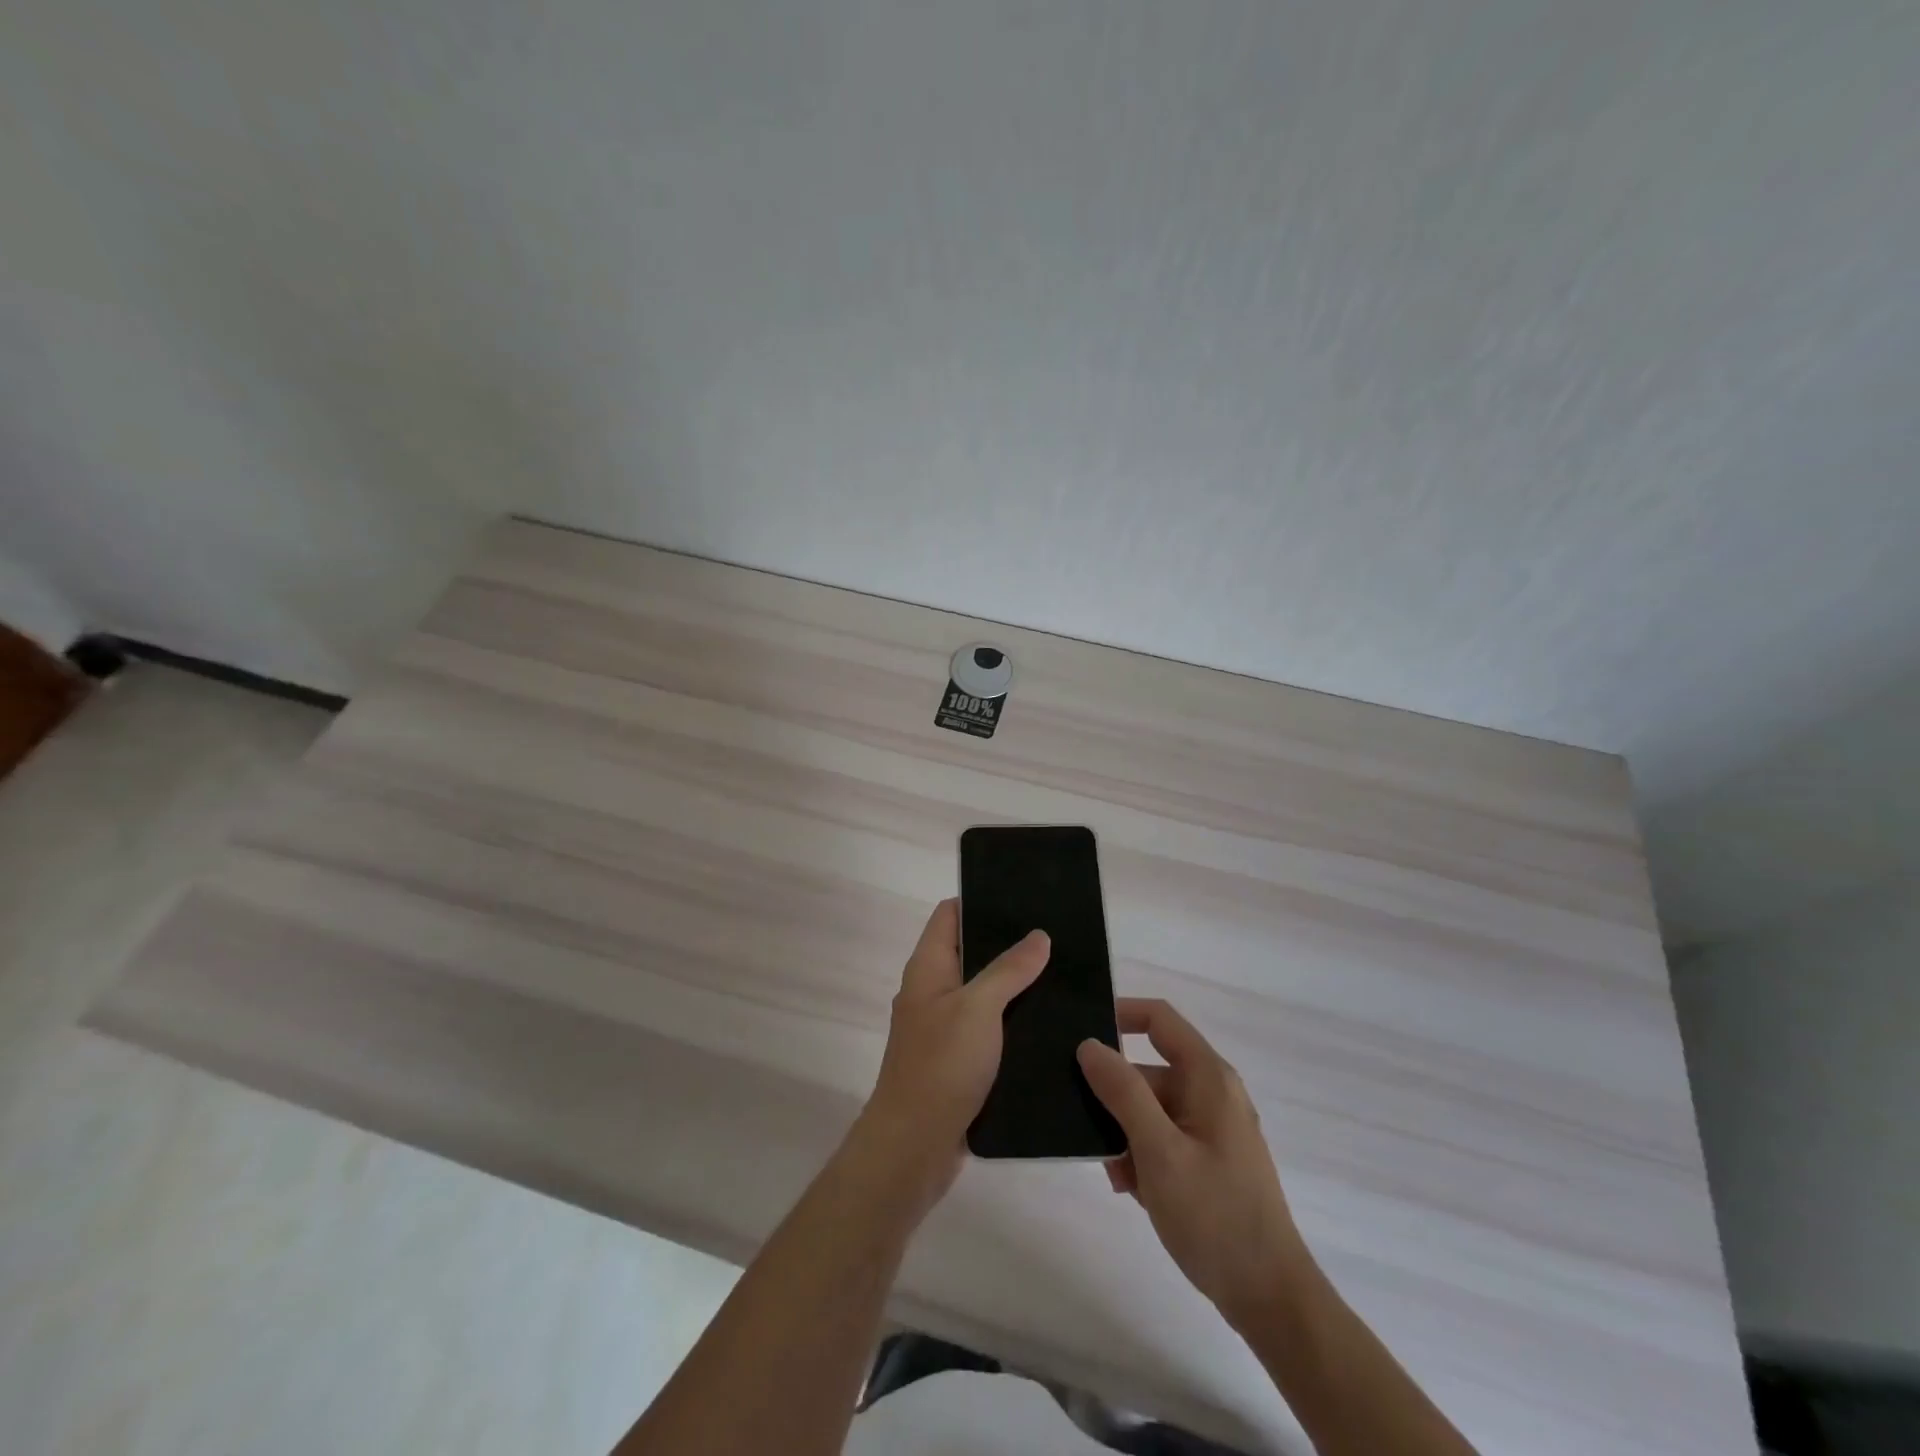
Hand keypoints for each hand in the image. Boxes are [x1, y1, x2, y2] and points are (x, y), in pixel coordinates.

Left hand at [857, 899, 1049, 1206]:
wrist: (913, 1147)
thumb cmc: (941, 1066)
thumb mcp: (978, 1009)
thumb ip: (1008, 970)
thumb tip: (1038, 935)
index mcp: (928, 967)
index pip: (950, 914)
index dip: (980, 899)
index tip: (1023, 896)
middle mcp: (932, 991)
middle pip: (969, 951)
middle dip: (1008, 943)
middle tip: (1055, 936)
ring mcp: (943, 1027)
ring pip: (982, 992)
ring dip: (1014, 985)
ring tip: (1062, 974)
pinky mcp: (958, 1060)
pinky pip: (988, 1028)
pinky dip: (1012, 1021)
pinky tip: (1048, 1023)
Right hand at [1077, 999, 1312, 1328]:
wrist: (1270, 1298)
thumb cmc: (1214, 1215)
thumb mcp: (1159, 1150)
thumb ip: (1122, 1092)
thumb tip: (1089, 1044)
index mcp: (1207, 1077)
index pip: (1158, 1019)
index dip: (1119, 1014)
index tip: (1077, 1034)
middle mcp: (1211, 1092)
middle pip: (1148, 1070)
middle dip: (1113, 1097)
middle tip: (1082, 1127)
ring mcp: (1211, 1127)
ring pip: (1150, 1109)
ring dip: (1124, 1134)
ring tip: (1114, 1175)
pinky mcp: (1208, 1159)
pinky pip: (1163, 1138)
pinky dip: (1142, 1156)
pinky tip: (1131, 1190)